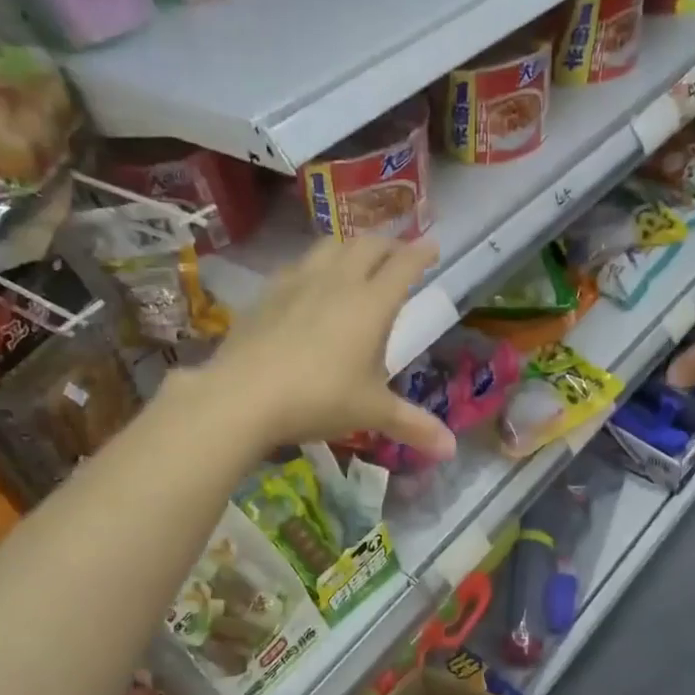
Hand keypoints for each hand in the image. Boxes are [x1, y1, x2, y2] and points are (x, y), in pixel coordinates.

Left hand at [190, 236, 456, 458]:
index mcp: (372, 304)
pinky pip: (298, 265)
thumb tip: (451, 450)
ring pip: (330, 246)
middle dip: (388, 244)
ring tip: (356, 261)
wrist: (243, 396)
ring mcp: (298, 282)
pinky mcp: (267, 293)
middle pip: (367, 245)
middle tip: (398, 255)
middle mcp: (337, 282)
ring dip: (350, 247)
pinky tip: (309, 284)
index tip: (432, 247)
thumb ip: (413, 425)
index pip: (404, 265)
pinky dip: (315, 266)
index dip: (421, 253)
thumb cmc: (320, 399)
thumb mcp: (372, 413)